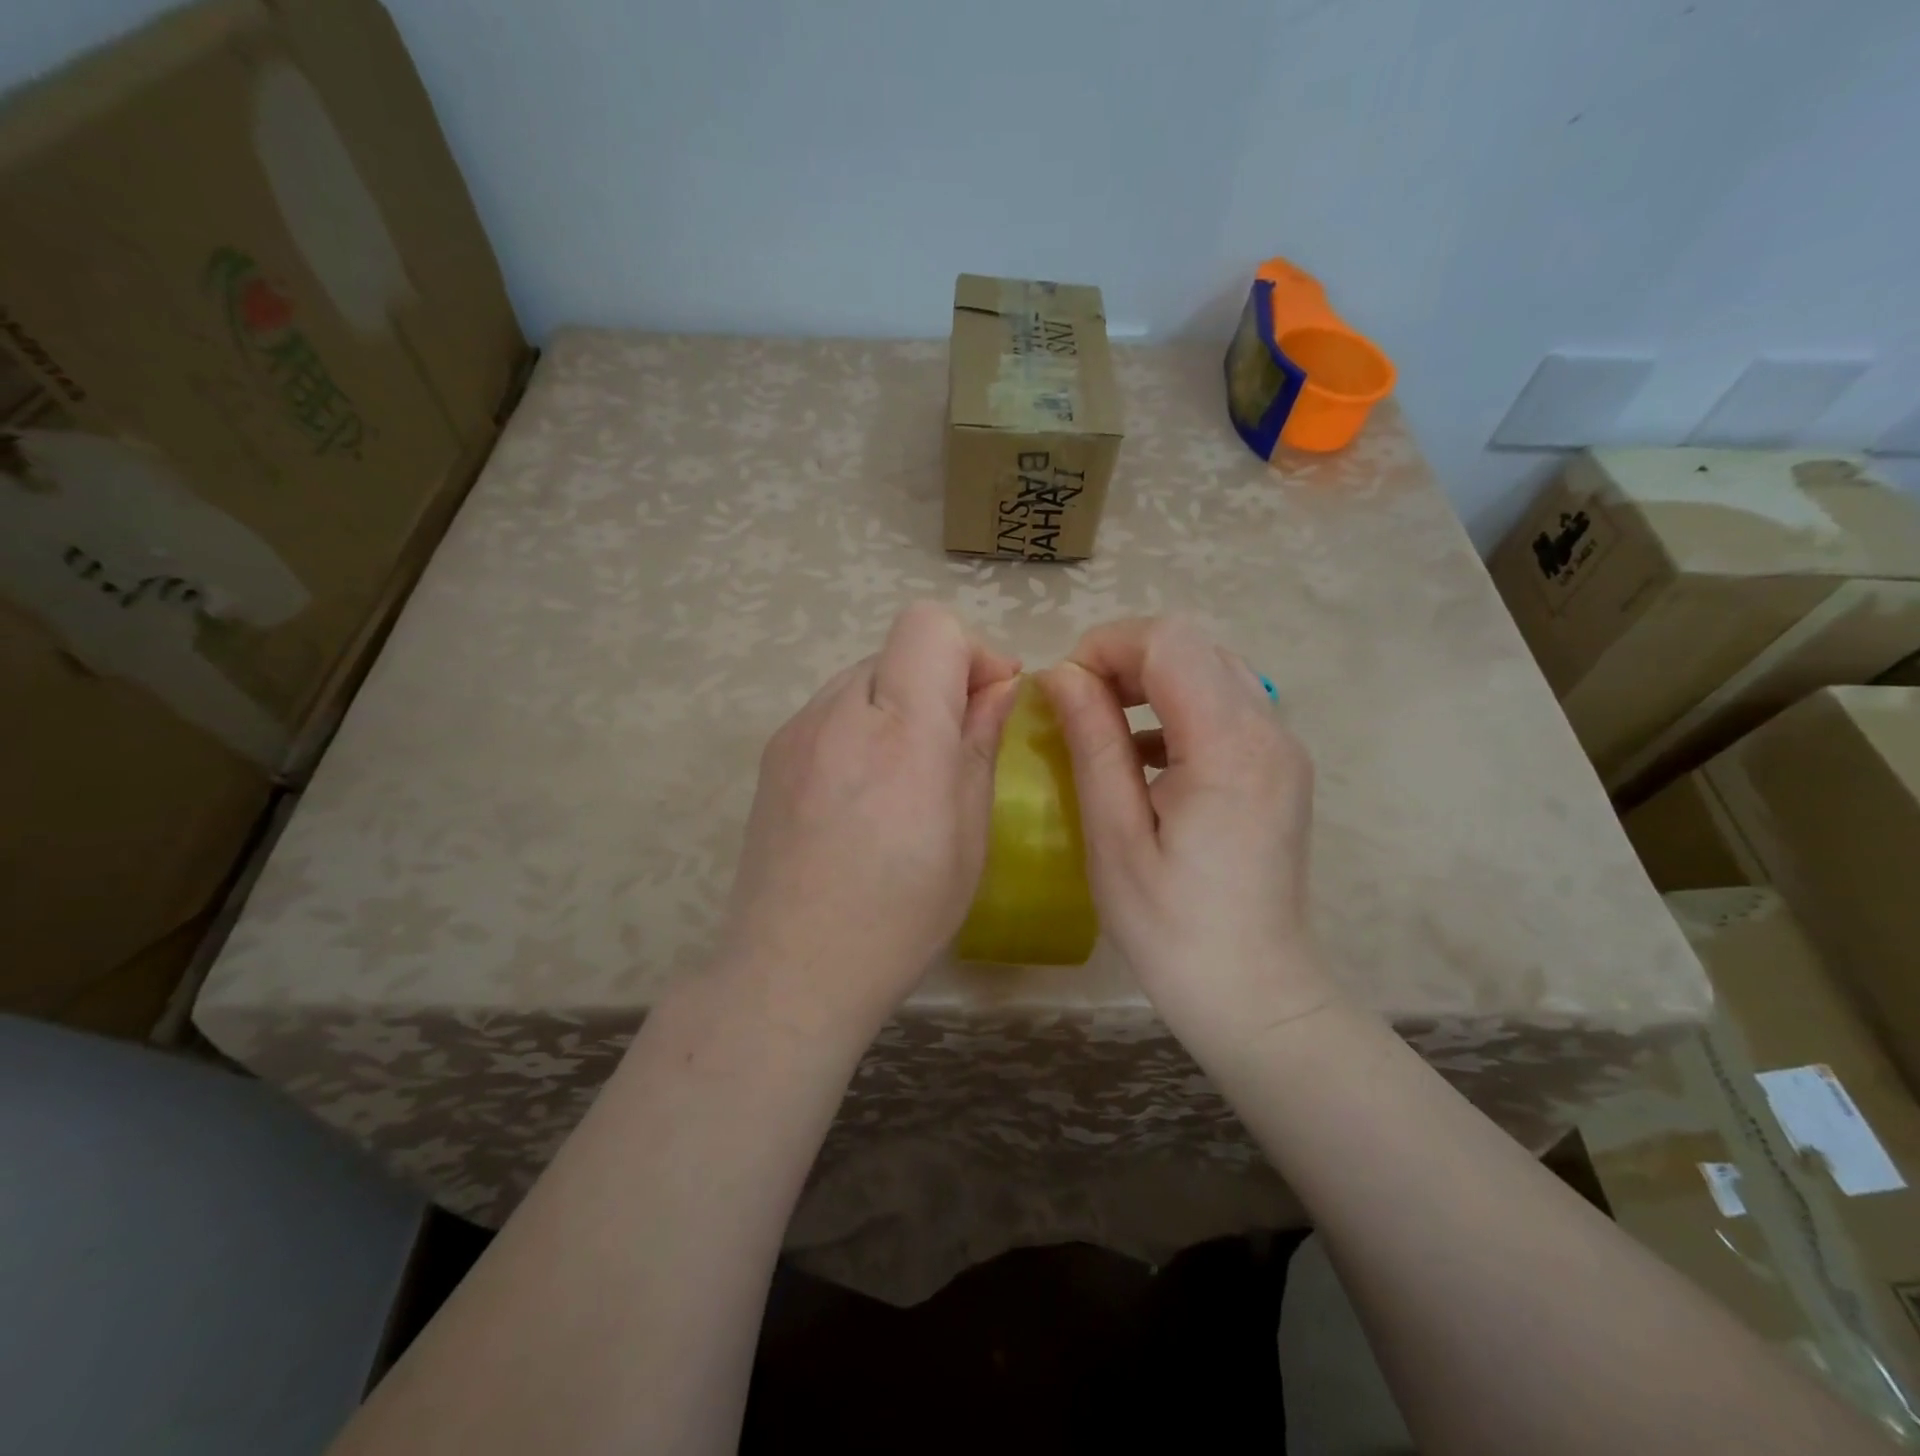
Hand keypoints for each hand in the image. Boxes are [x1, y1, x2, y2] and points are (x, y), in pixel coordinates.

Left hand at [717, 602, 1020, 1033]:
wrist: (793, 969)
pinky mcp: (773, 753)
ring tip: (906, 774)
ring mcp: (797, 730)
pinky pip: (831, 710)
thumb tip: (1000, 685)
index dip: (970, 651)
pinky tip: (864, 791)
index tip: (990, 700)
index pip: (929, 626)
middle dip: (938, 678)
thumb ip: (981, 743)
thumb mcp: (969, 834)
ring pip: (864, 677)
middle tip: (956, 744)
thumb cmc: (902, 915)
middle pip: (897, 648)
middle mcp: (840, 713)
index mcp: (902, 733)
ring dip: (899, 702)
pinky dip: (862, 725)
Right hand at [1041, 617, 1335, 1050]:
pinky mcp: (1279, 768)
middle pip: (1193, 645)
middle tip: (1078, 705)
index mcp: (1228, 746)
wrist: (1255, 993)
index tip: (1063, 689)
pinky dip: (1177, 707)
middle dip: (1125, 658)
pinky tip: (1143, 755)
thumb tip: (1061, 674)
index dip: (1107, 646)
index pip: (1169, 642)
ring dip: (1150, 680)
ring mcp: (1282, 747)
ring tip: (1104, 724)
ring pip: (1211, 668)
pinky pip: (1226, 705)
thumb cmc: (1172, 927)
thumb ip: (1092, 742)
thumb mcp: (1114, 836)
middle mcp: (1269, 730)